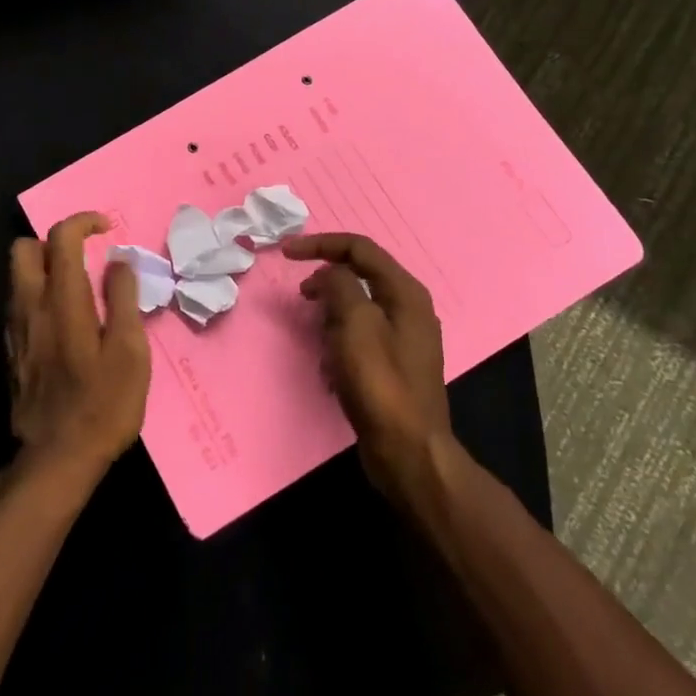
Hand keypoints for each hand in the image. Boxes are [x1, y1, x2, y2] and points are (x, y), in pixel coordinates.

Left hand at [5, 212, 151, 489]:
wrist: (56, 459)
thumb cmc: (103, 405)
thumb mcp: (129, 352)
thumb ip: (124, 299)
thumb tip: (120, 260)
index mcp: (62, 300)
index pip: (61, 237)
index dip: (83, 221)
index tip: (107, 229)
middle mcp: (30, 306)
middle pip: (23, 248)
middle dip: (52, 241)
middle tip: (83, 258)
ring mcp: (15, 329)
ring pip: (17, 276)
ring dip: (44, 268)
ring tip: (77, 289)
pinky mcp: (11, 350)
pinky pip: (18, 303)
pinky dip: (38, 295)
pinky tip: (63, 322)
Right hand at [284, 232, 452, 501]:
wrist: (408, 452)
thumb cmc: (380, 383)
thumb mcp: (355, 323)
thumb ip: (339, 286)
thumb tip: (328, 275)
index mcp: (405, 292)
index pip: (359, 248)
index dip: (321, 244)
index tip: (286, 253)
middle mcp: (409, 308)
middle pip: (359, 275)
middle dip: (326, 282)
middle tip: (301, 297)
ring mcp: (403, 338)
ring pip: (357, 308)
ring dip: (331, 317)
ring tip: (318, 338)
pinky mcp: (393, 365)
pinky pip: (359, 337)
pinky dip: (339, 343)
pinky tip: (329, 367)